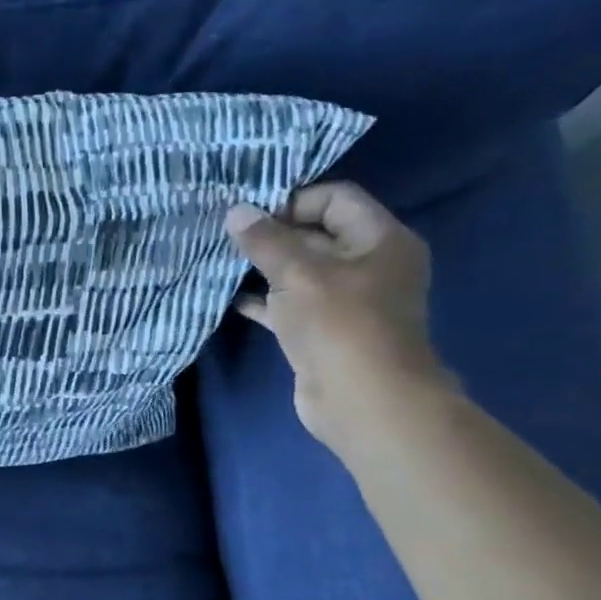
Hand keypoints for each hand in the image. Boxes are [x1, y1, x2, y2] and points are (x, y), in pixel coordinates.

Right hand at [225, 181, 456, 451]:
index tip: (250, 214)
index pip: (336, 198)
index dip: (293, 200)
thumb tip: (236, 211)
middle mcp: (368, 265)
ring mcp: (345, 301)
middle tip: (225, 234)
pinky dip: (263, 300)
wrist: (361, 400)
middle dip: (271, 233)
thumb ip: (265, 240)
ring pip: (299, 271)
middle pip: (315, 234)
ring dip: (262, 267)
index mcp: (380, 240)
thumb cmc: (340, 325)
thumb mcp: (298, 274)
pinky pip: (289, 304)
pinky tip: (229, 298)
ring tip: (220, 260)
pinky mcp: (322, 330)